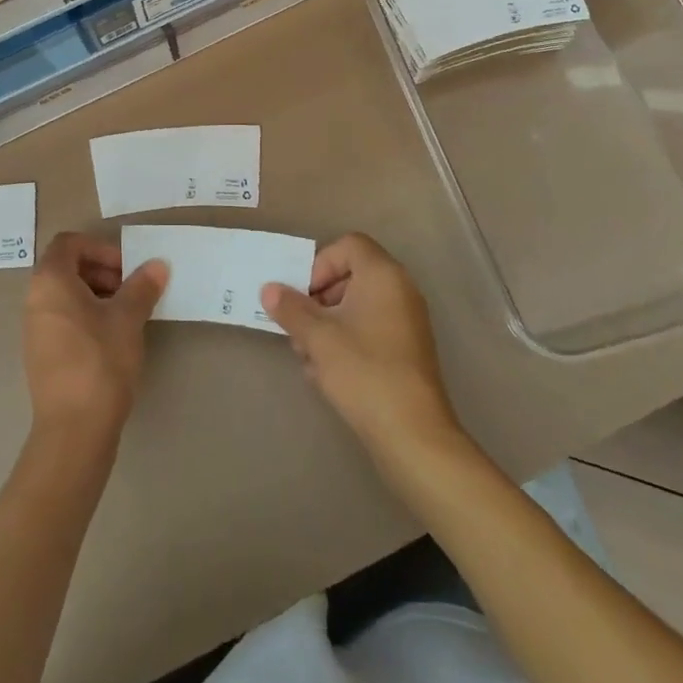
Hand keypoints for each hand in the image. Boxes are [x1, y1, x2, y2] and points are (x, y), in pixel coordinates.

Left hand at [23, 232, 168, 441]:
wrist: (74, 431)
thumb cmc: (100, 361)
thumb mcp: (127, 318)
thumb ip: (142, 286)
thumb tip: (157, 264)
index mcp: (50, 280)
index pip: (70, 243)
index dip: (100, 248)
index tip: (127, 268)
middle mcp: (35, 299)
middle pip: (67, 267)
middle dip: (102, 271)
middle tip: (132, 290)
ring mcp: (35, 328)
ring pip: (66, 295)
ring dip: (98, 295)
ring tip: (128, 315)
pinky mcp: (42, 354)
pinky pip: (64, 319)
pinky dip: (87, 317)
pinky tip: (113, 339)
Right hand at [261, 233, 468, 462]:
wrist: (413, 436)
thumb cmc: (364, 371)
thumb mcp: (317, 337)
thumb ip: (290, 308)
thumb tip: (269, 290)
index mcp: (383, 275)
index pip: (348, 246)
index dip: (320, 264)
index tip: (304, 296)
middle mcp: (400, 291)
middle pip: (350, 276)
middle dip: (318, 299)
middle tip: (298, 326)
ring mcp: (407, 322)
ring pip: (356, 307)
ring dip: (327, 324)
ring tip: (307, 356)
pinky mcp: (406, 352)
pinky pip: (369, 330)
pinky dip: (346, 342)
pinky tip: (325, 373)